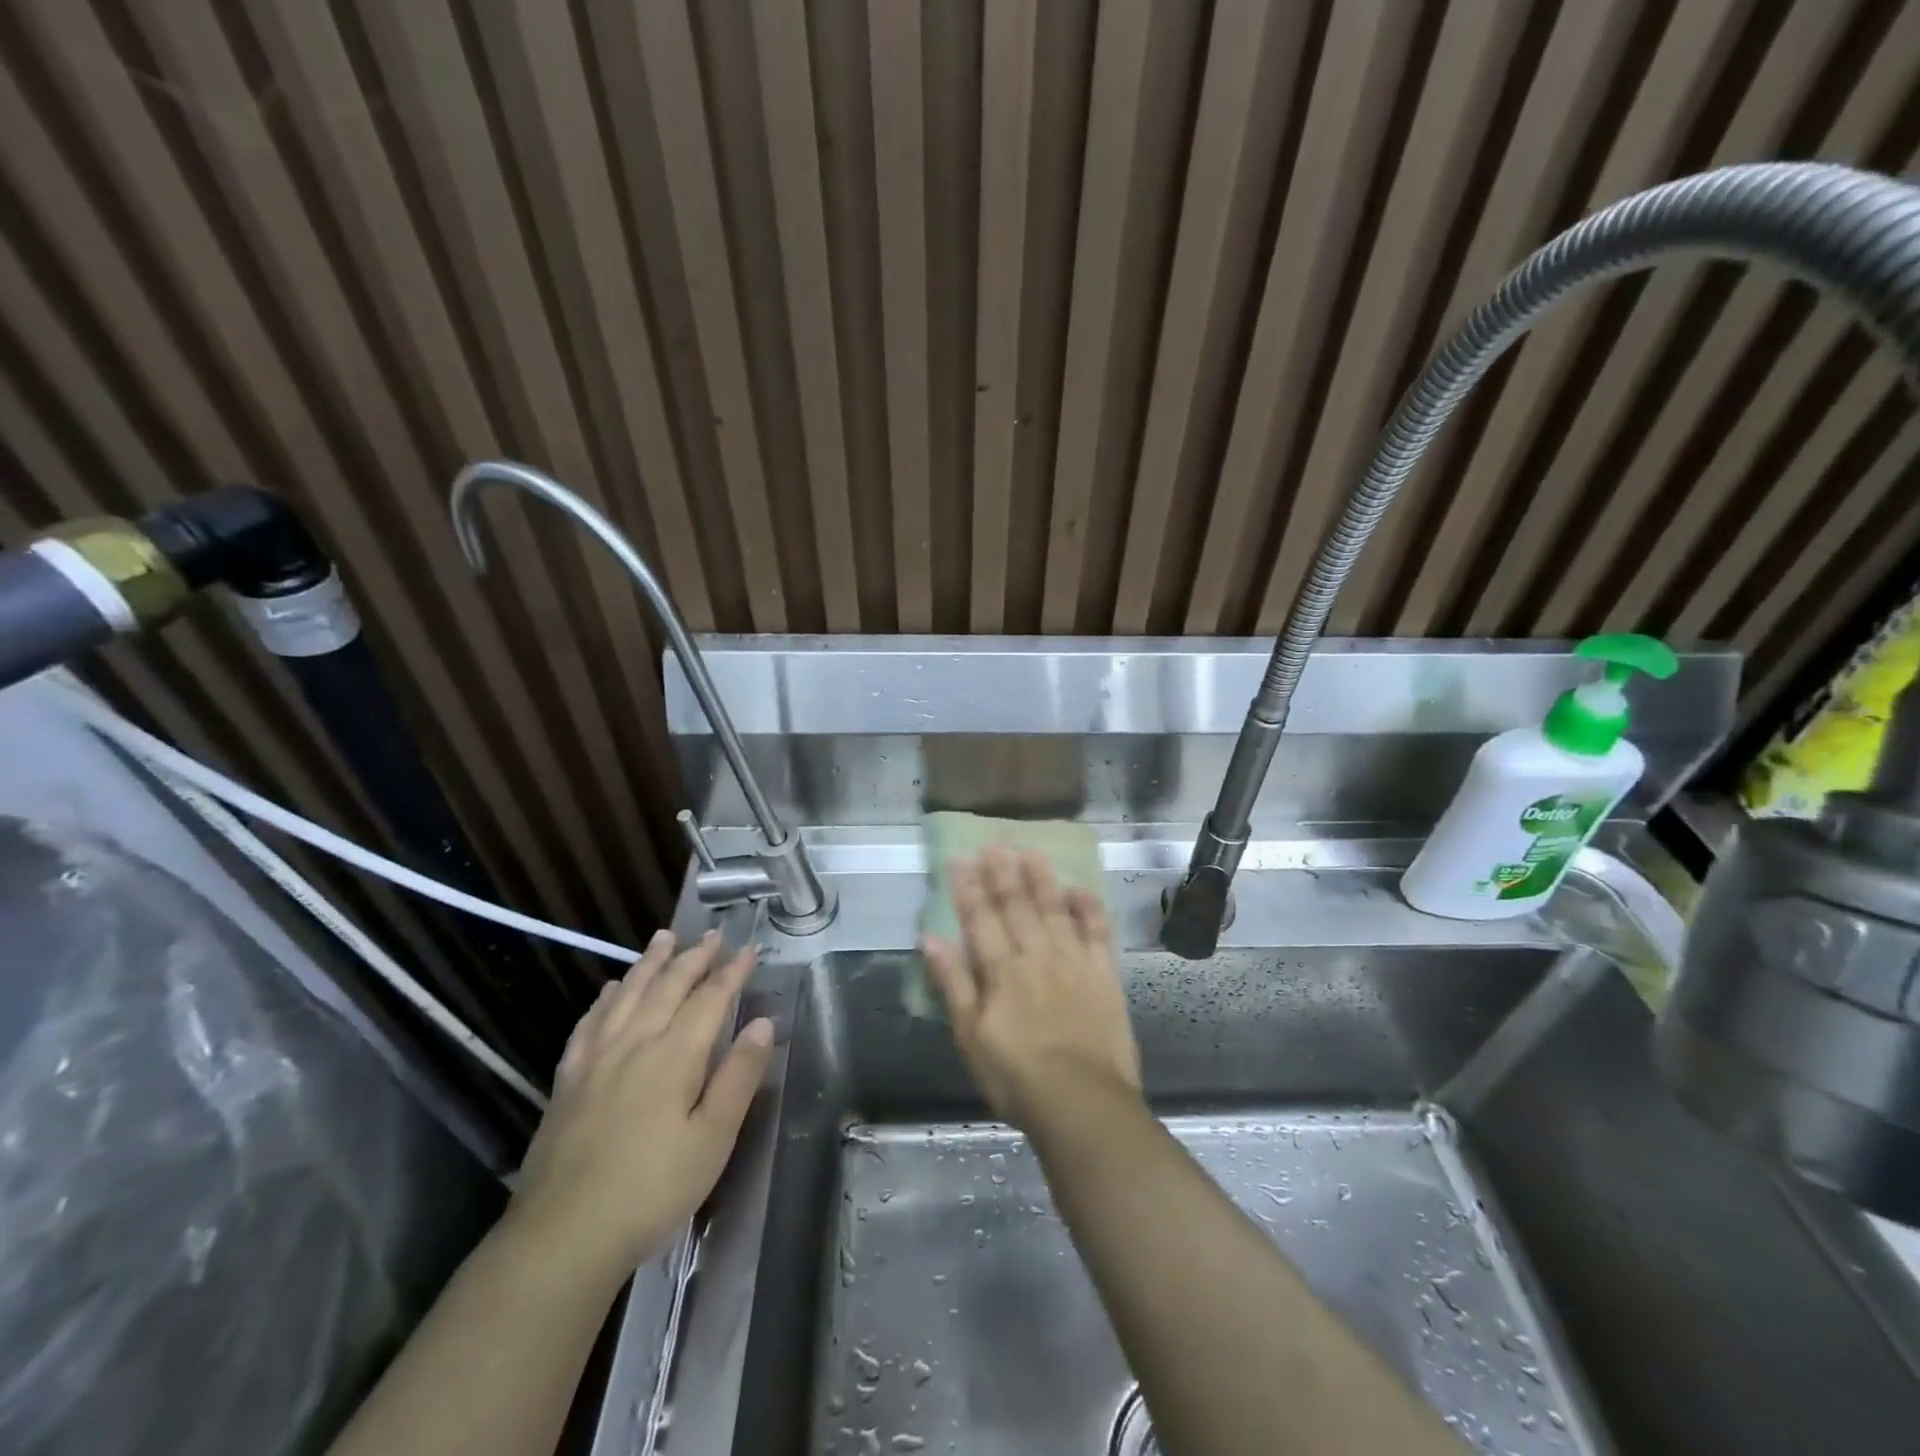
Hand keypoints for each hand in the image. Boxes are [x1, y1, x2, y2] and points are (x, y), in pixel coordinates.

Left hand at [506, 929, 773, 1280]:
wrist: (562, 1236)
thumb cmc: (651, 1190)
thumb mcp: (712, 1139)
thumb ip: (739, 1077)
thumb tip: (763, 1023)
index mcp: (675, 1056)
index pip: (710, 999)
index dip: (732, 971)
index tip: (749, 948)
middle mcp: (635, 1043)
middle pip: (668, 986)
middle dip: (694, 957)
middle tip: (714, 934)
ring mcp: (596, 1059)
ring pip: (627, 994)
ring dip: (650, 963)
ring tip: (664, 938)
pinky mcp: (568, 1081)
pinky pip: (589, 1023)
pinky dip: (604, 999)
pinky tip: (609, 990)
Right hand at [921, 846, 1140, 1128]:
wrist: (1082, 1102)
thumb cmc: (1016, 1076)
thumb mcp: (970, 1036)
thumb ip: (952, 983)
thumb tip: (930, 938)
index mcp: (1001, 970)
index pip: (980, 918)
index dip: (969, 887)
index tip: (961, 859)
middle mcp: (1036, 955)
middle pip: (1017, 905)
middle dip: (1003, 872)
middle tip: (995, 842)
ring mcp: (1074, 961)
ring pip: (1054, 908)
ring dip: (1041, 878)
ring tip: (1031, 851)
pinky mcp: (1104, 974)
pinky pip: (1097, 932)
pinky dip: (1088, 908)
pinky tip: (1079, 888)